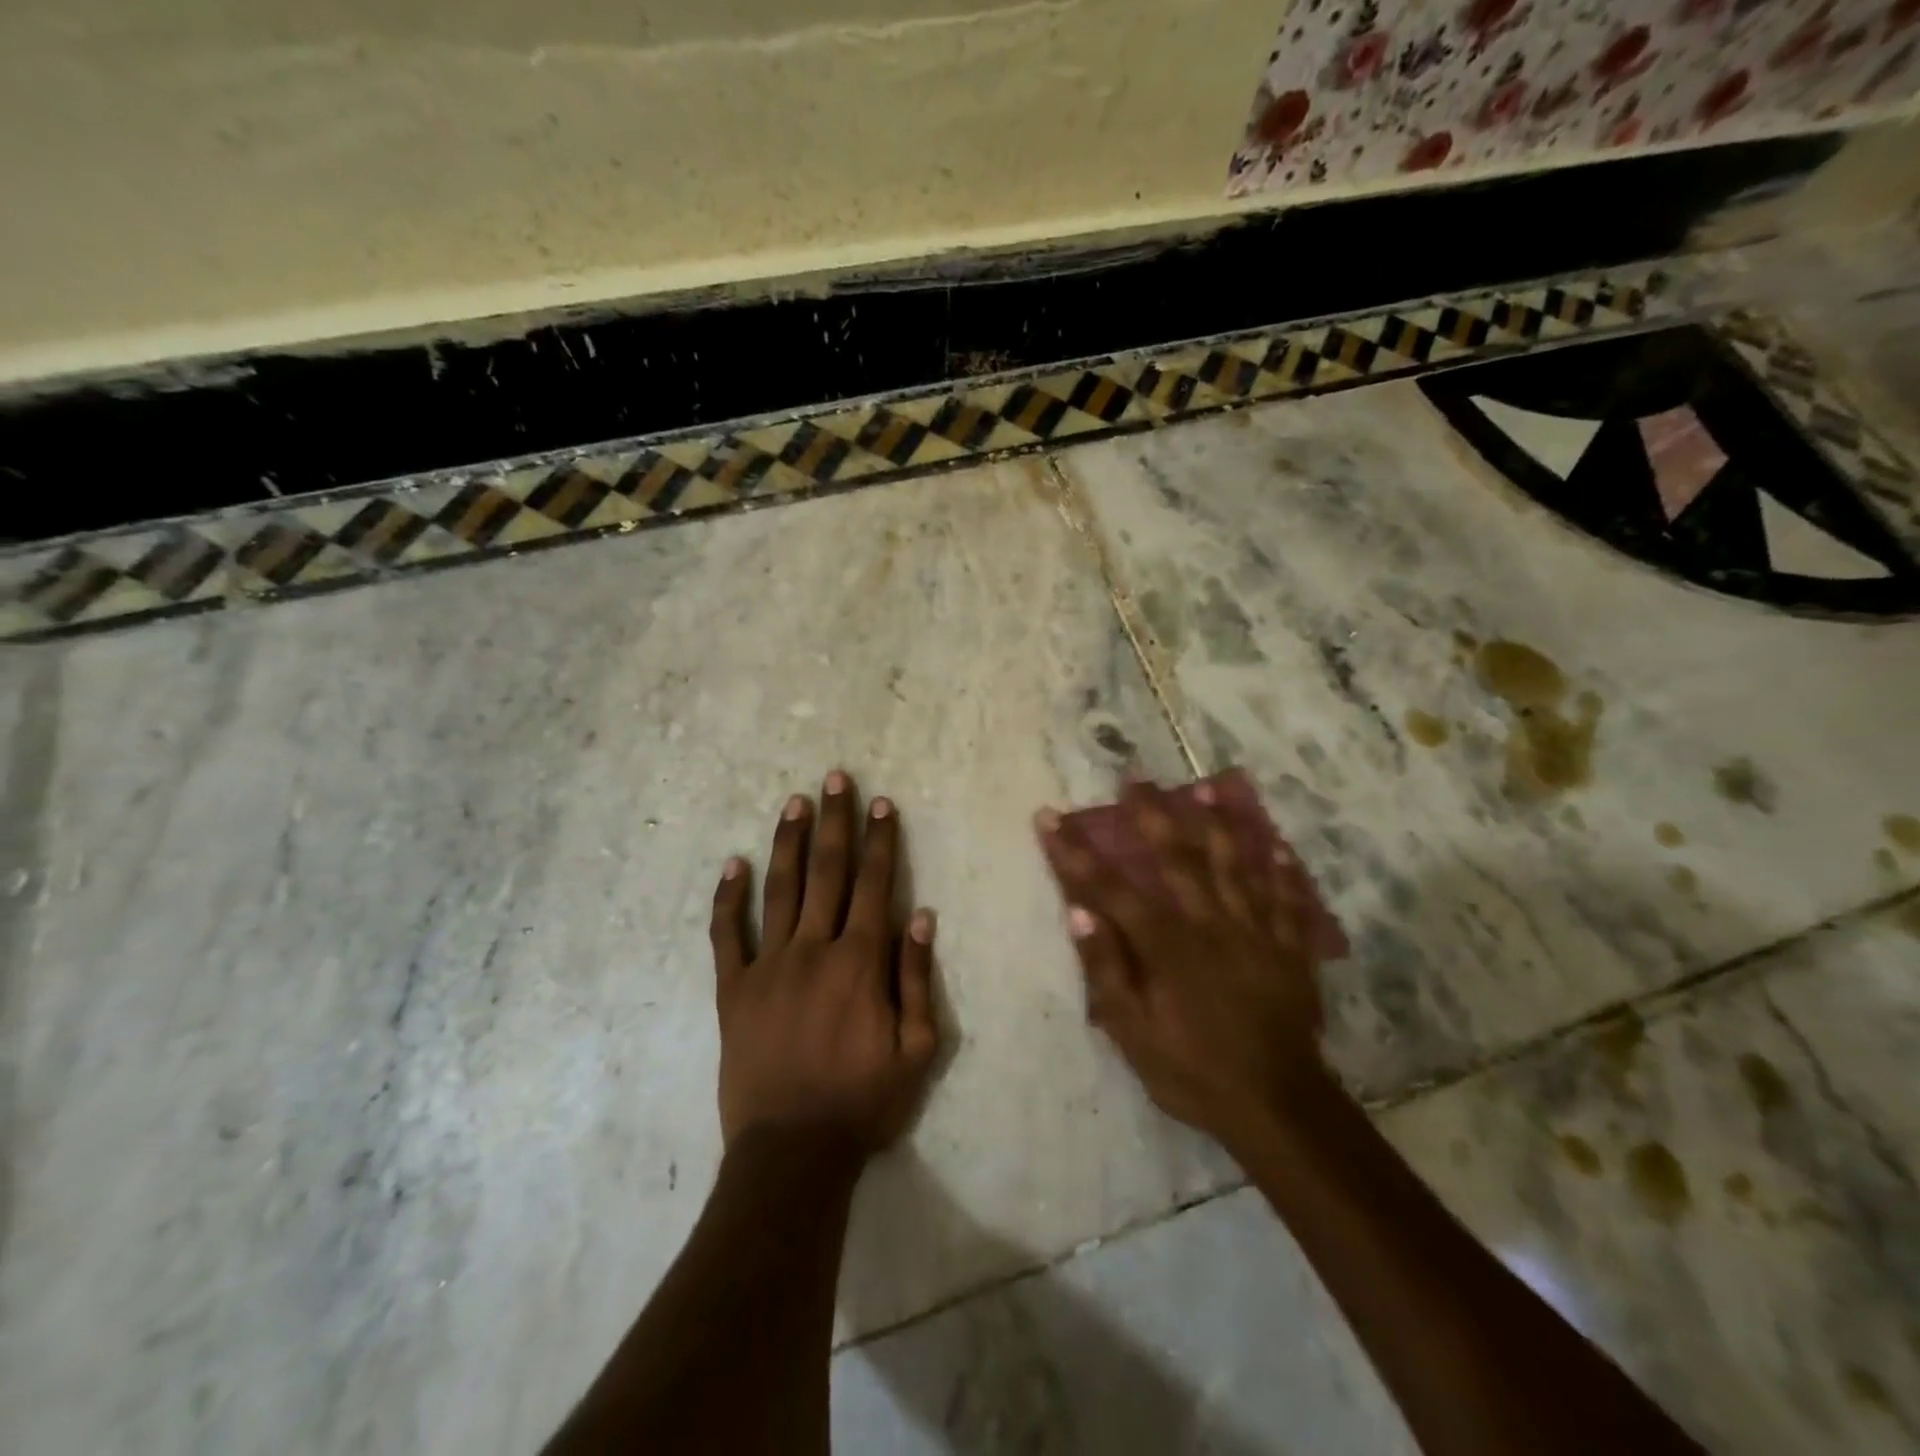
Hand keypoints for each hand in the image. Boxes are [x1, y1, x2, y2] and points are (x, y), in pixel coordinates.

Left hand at [710, 771, 939, 1153]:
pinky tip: (732, 864)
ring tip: (793, 801)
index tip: (881, 803)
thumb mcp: (917, 1050)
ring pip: (779, 889)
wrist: (792, 1153)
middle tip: (834, 777)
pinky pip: (726, 935)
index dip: (881, 841)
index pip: (875, 885)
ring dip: (788, 842)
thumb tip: (921, 917)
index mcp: (860, 962)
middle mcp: (814, 949)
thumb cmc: (863, 1102)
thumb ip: (917, 979)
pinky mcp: (733, 990)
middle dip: (835, 821)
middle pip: (827, 872)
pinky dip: (728, 898)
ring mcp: (768, 966)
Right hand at [1036, 780, 1329, 1150]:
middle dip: (1150, 815)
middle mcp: (1209, 923)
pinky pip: (1285, 900)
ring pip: (1234, 865)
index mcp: (1166, 944)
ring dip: (1217, 823)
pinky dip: (1281, 870)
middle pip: (1175, 858)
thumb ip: (1107, 971)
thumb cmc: (1194, 1071)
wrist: (1278, 1106)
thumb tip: (1079, 913)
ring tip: (1206, 788)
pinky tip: (1278, 846)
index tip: (1050, 817)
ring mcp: (1254, 931)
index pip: (1110, 887)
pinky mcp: (1288, 948)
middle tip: (1134, 779)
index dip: (1075, 852)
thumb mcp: (1134, 1033)